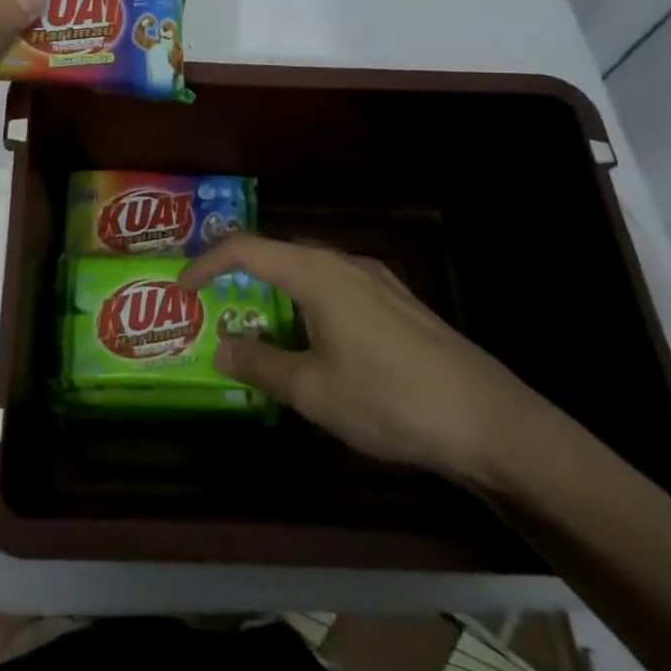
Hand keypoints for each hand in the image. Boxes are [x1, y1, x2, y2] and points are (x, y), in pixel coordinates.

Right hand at [181, 235, 552, 487]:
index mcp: (316, 273)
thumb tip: (221, 349)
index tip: (182, 287)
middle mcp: (344, 263)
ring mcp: (376, 280)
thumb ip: (260, 364)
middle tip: (214, 304)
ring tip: (258, 324)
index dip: (207, 263)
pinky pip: (336, 289)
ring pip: (309, 272)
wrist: (489, 420)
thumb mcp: (313, 390)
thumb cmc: (389, 399)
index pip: (246, 249)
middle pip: (278, 254)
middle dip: (239, 275)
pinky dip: (308, 303)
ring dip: (276, 291)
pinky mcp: (398, 303)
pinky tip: (314, 341)